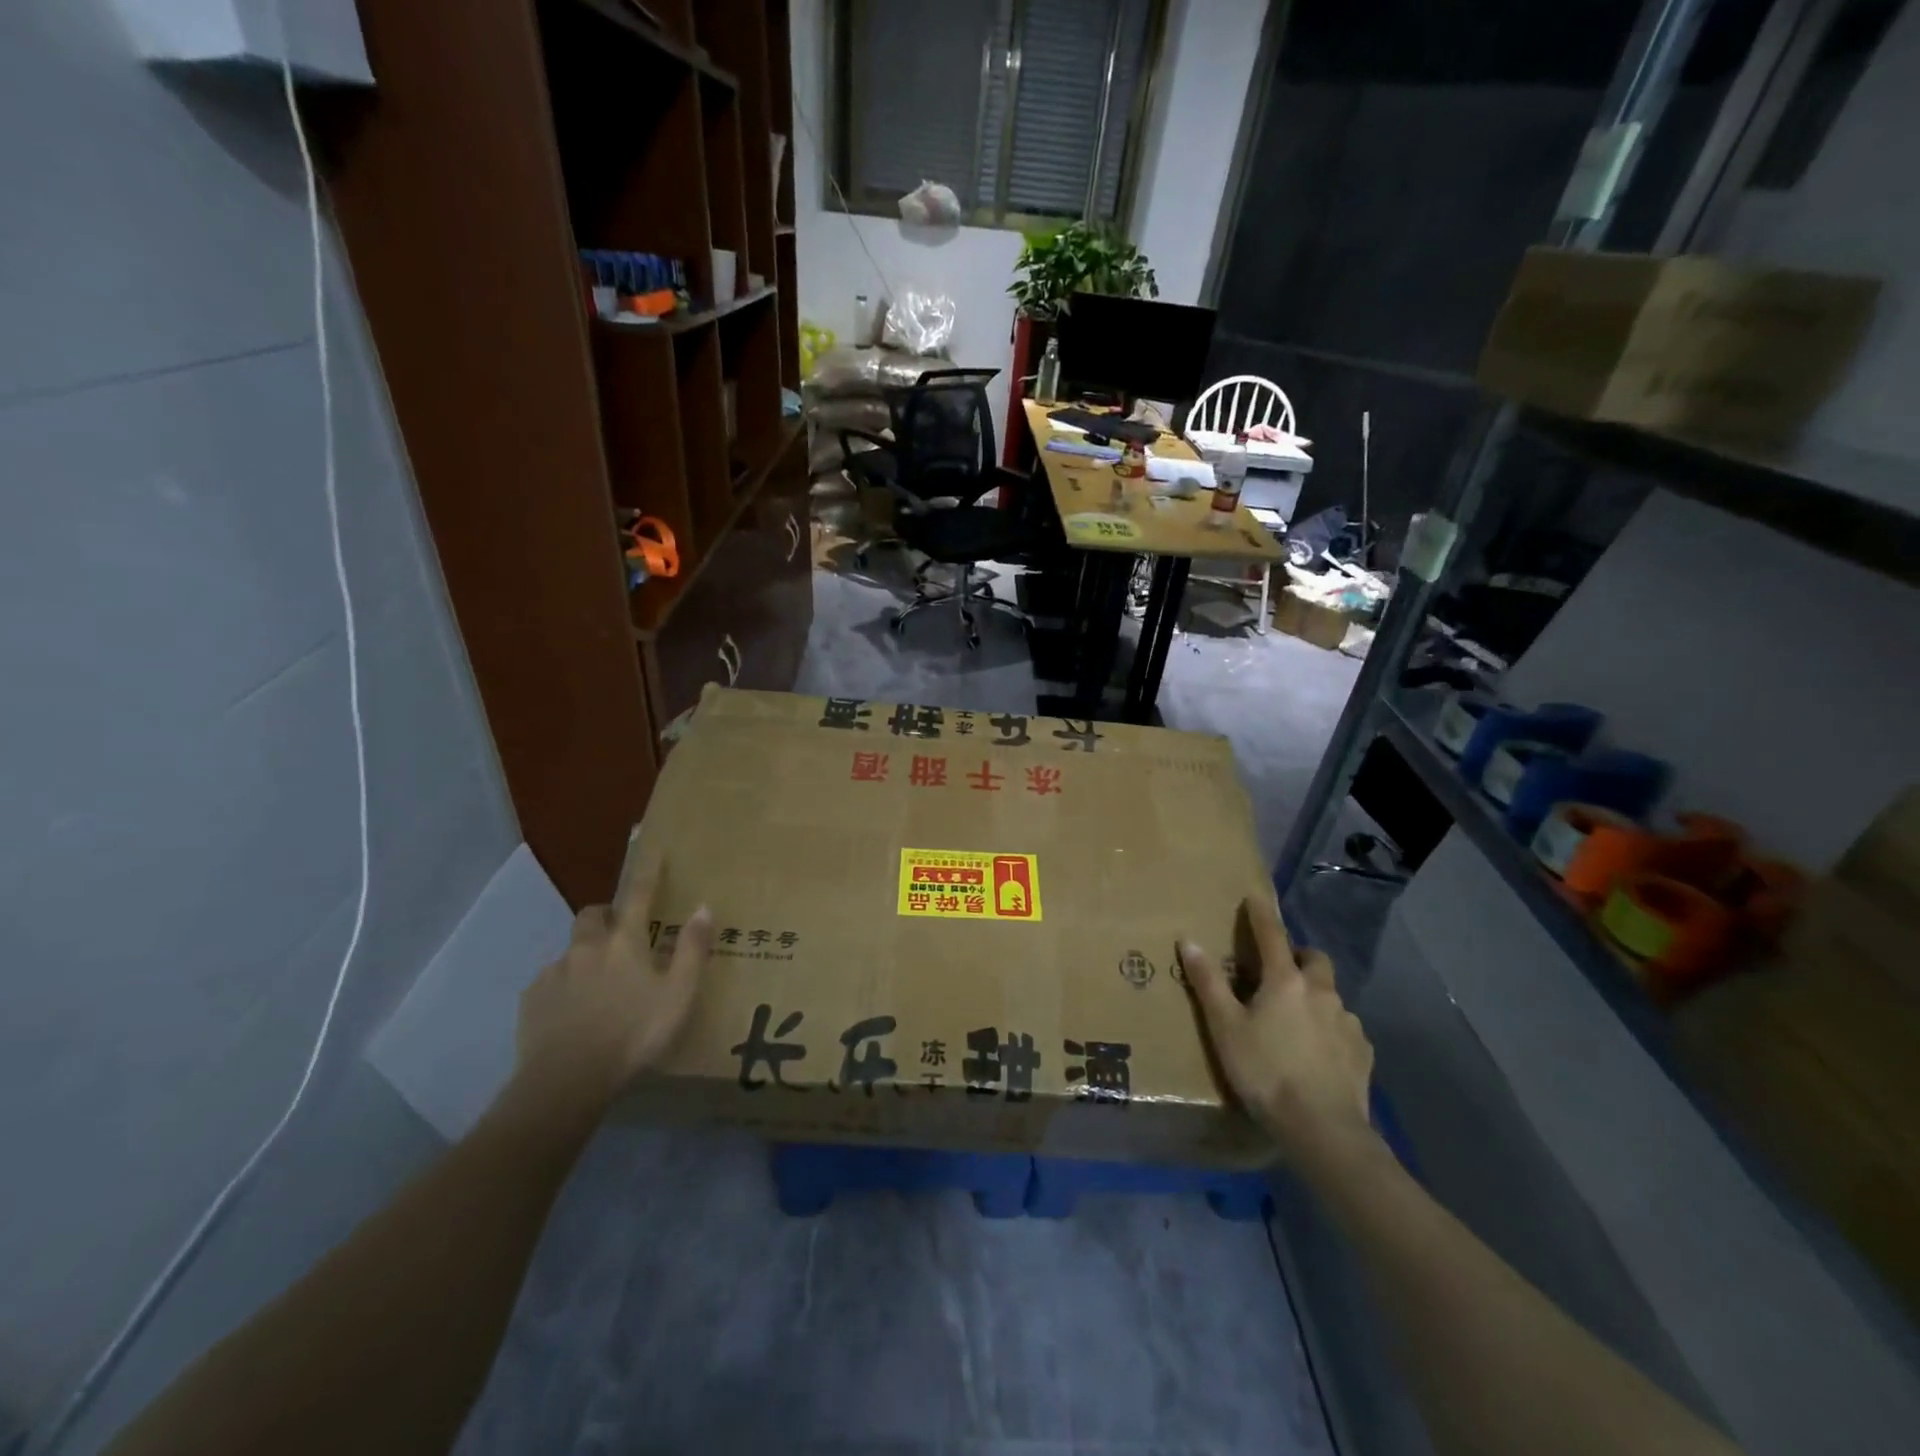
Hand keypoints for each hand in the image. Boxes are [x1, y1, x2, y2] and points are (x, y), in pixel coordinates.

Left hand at [514, 862, 713, 1113]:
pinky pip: (550, 982)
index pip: (639, 895)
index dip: (648, 872)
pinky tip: (573, 1011)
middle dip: (606, 915)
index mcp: (625, 942)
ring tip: (598, 982)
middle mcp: (587, 947)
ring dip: (585, 954)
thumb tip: (704, 907)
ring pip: (571, 950)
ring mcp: (555, 973)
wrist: (566, 1081)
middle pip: (593, 915)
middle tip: (620, 932)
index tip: (653, 852)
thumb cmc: (634, 1034)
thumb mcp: (679, 994)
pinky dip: (564, 986)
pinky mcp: (532, 1000)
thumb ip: (692, 950)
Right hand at [1180, 896, 1375, 1172]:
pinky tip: (1318, 1053)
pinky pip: (1345, 1028)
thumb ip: (1208, 983)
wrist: (1322, 1129)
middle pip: (1314, 959)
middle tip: (1280, 972)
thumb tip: (1189, 941)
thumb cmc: (1265, 1071)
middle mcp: (1321, 992)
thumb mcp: (1225, 1027)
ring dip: (1315, 996)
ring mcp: (1347, 1022)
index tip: (1255, 897)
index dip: (1261, 914)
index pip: (1272, 934)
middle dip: (1299, 957)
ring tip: (1296, 1021)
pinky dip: (1330, 1029)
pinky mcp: (1363, 1052)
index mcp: (1285, 981)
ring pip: (1331, 995)